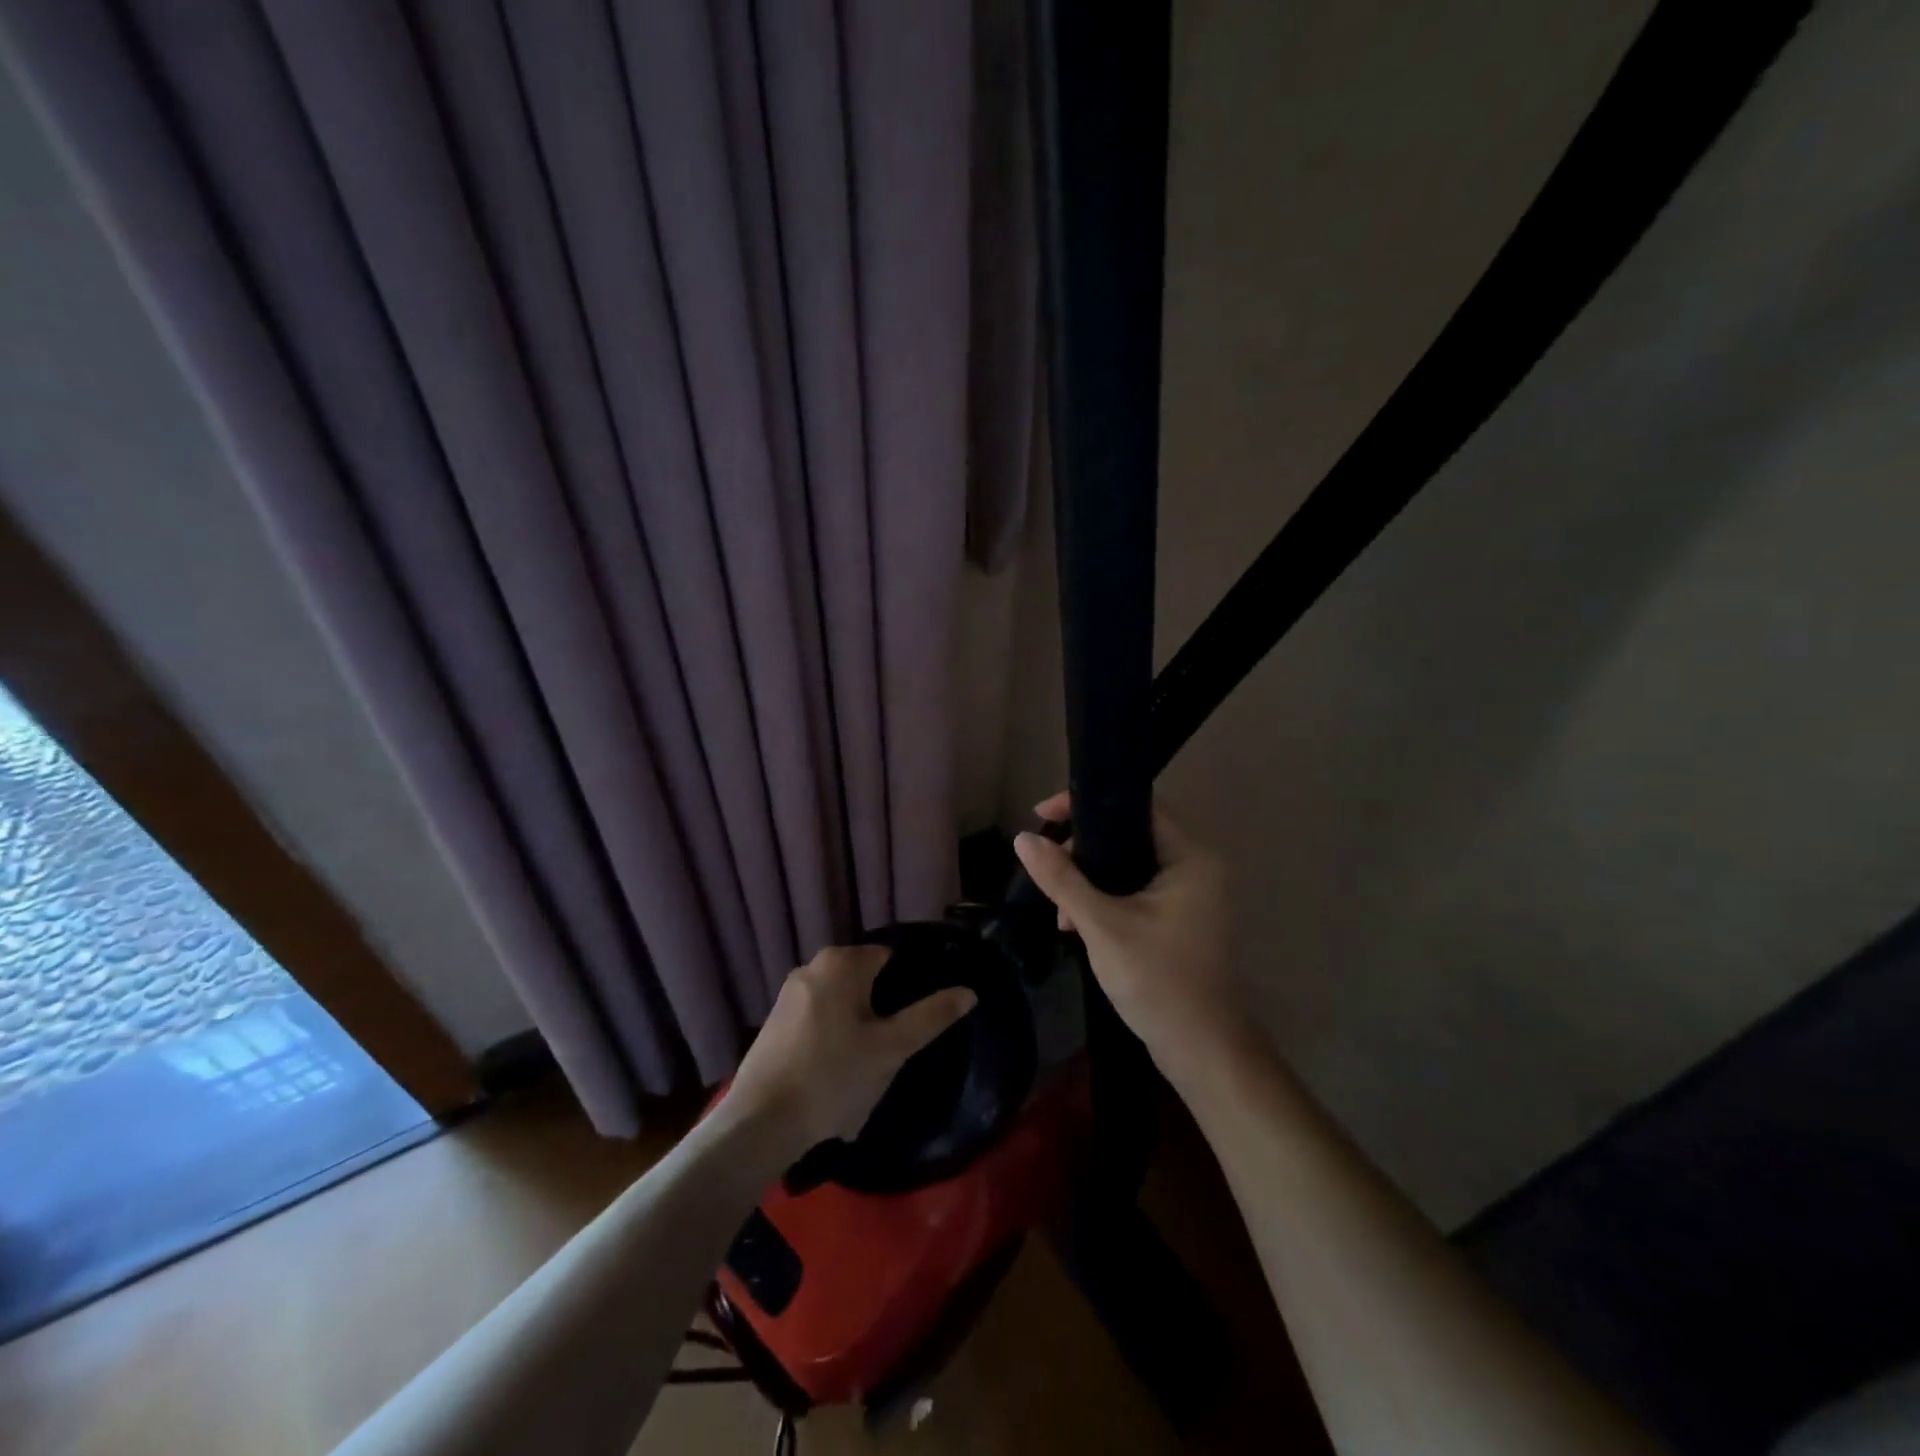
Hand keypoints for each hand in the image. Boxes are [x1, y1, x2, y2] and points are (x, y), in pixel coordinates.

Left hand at [724, 945, 976, 1150]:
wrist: (759, 1124)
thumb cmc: (833, 1077)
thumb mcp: (891, 1049)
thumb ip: (931, 1017)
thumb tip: (969, 991)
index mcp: (841, 962)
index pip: (890, 957)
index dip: (909, 985)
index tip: (918, 1018)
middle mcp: (812, 966)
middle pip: (864, 980)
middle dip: (882, 1010)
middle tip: (895, 1048)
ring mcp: (788, 995)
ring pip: (841, 1004)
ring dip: (858, 1029)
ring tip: (868, 1068)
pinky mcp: (774, 1023)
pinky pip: (817, 1021)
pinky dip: (832, 1040)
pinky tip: (837, 1076)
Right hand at [1014, 794, 1249, 1089]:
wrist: (1202, 1052)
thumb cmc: (1158, 981)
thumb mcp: (1102, 926)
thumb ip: (1062, 879)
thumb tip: (1022, 839)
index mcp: (1189, 856)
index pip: (1134, 806)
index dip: (1085, 805)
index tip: (1042, 814)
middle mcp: (1195, 866)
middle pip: (1127, 834)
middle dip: (1081, 851)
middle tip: (1047, 869)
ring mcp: (1189, 894)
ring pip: (1126, 865)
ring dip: (1088, 881)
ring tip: (1060, 912)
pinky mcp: (1178, 918)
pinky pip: (1133, 890)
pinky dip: (1104, 900)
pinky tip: (1075, 926)